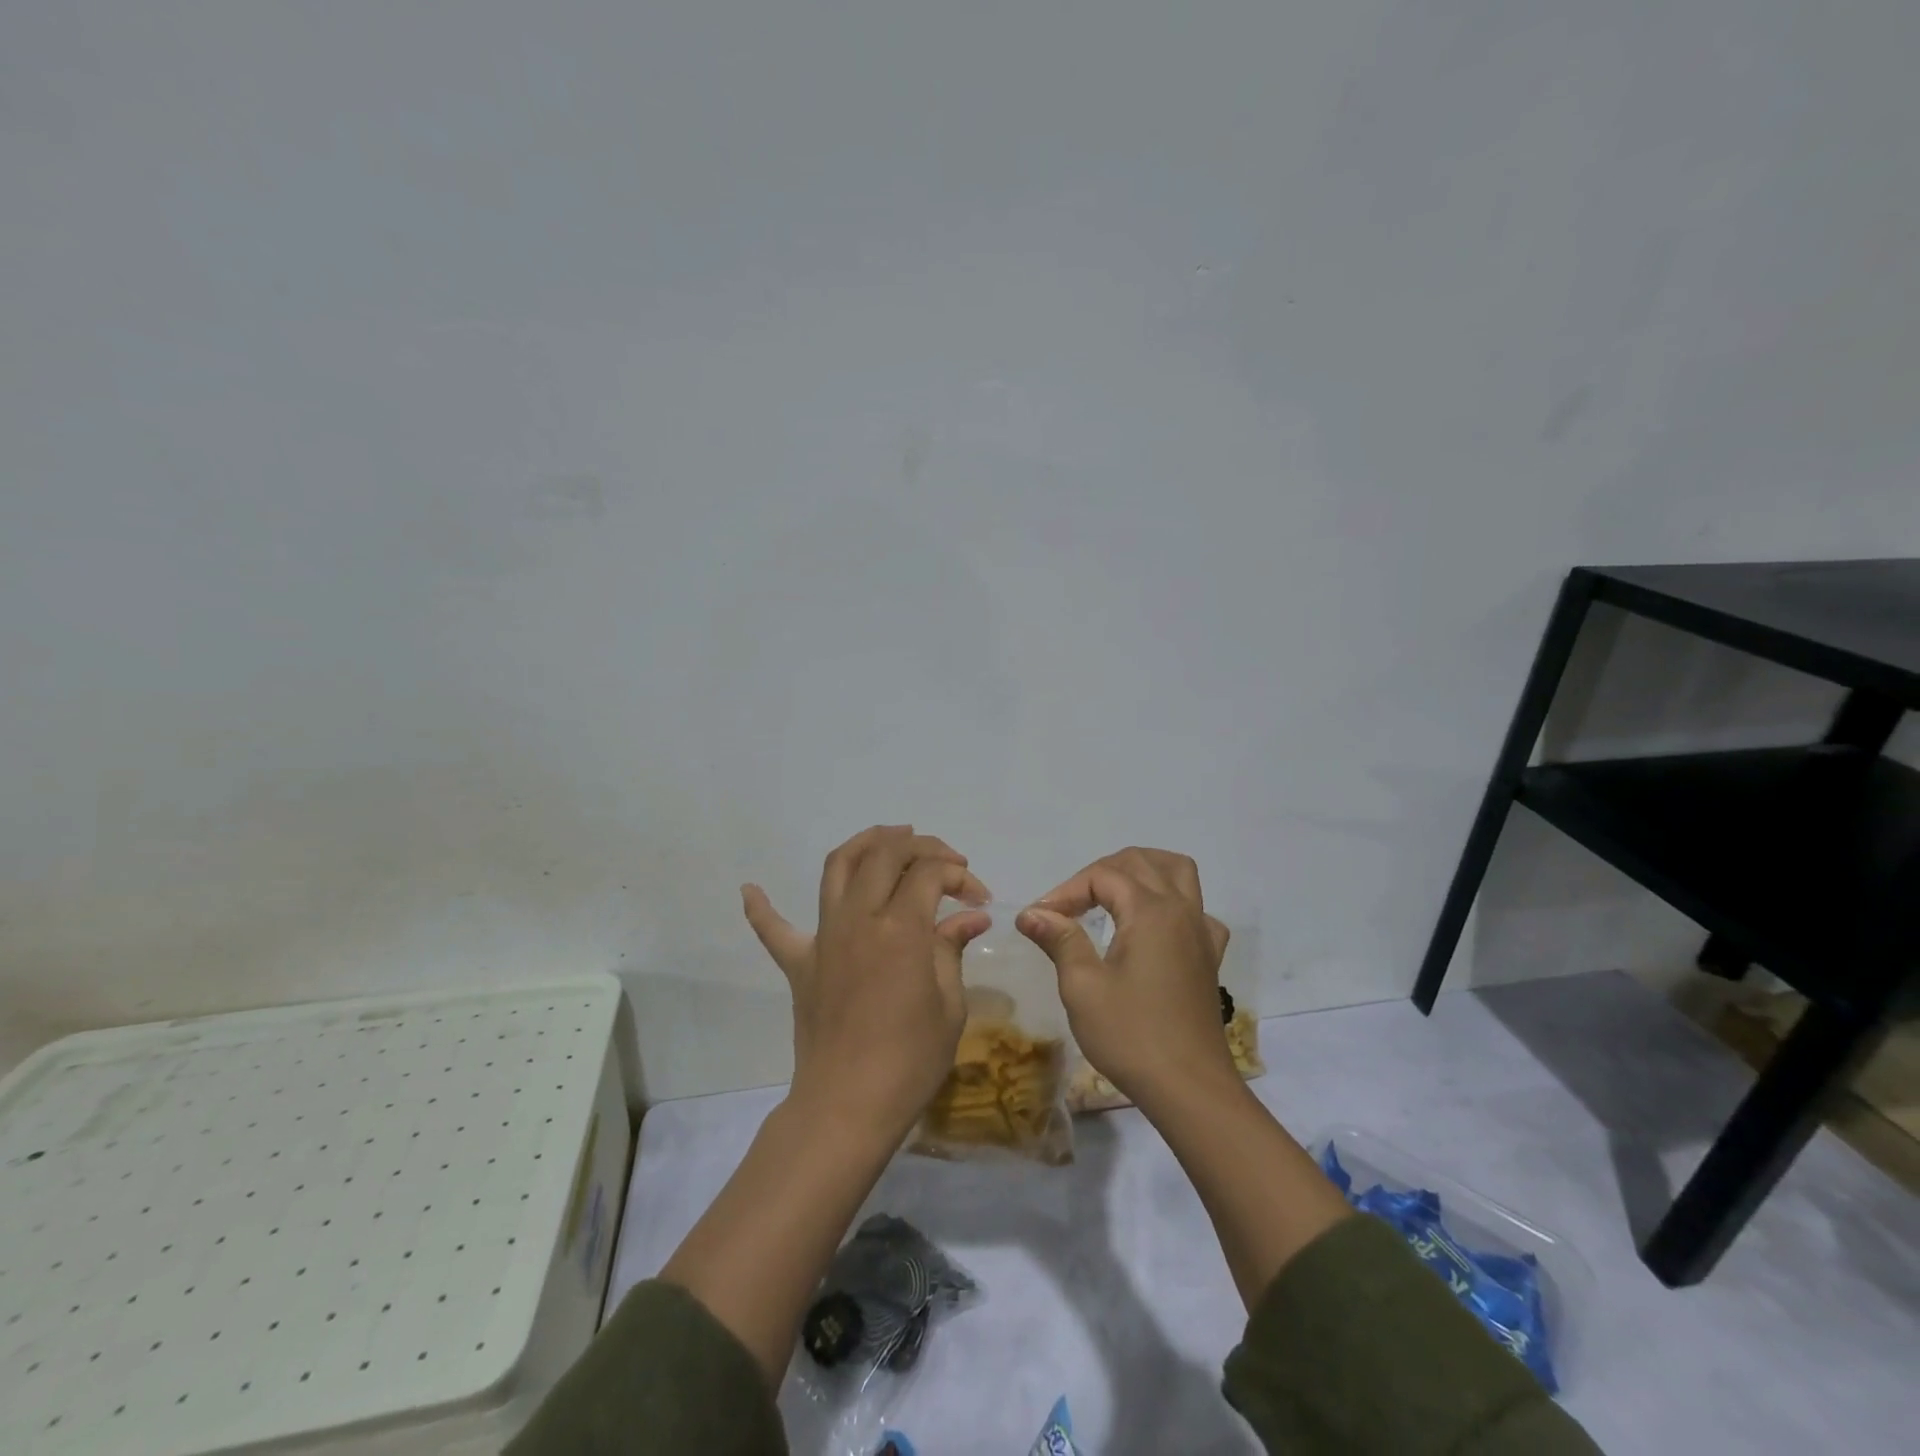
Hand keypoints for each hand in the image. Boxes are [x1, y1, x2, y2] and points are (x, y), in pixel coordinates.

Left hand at [743, 825, 990, 1144]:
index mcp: (900, 928)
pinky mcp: (799, 963)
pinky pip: (773, 929)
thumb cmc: (910, 1060)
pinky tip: (750, 888)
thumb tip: (971, 916)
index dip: (958, 873)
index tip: (978, 896)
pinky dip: (762, 907)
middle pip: (886, 854)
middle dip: (921, 846)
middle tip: (946, 861)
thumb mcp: (948, 1005)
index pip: (930, 873)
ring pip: (838, 866)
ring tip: (889, 838)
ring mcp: (824, 937)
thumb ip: (952, 948)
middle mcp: (859, 918)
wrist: (847, 1106)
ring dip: (865, 843)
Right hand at [1017, 848, 1232, 1111]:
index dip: (1065, 890)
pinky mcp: (1209, 956)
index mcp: (1150, 911)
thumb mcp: (1082, 987)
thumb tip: (1031, 913)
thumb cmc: (1131, 1036)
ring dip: (1143, 870)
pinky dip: (1173, 903)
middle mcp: (1180, 910)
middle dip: (1099, 872)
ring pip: (1178, 873)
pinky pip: (1197, 910)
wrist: (1190, 1089)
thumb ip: (1059, 940)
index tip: (1038, 918)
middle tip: (1069, 903)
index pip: (1102, 876)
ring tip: (1112, 891)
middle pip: (1140, 862)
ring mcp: (1201, 932)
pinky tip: (1155, 927)